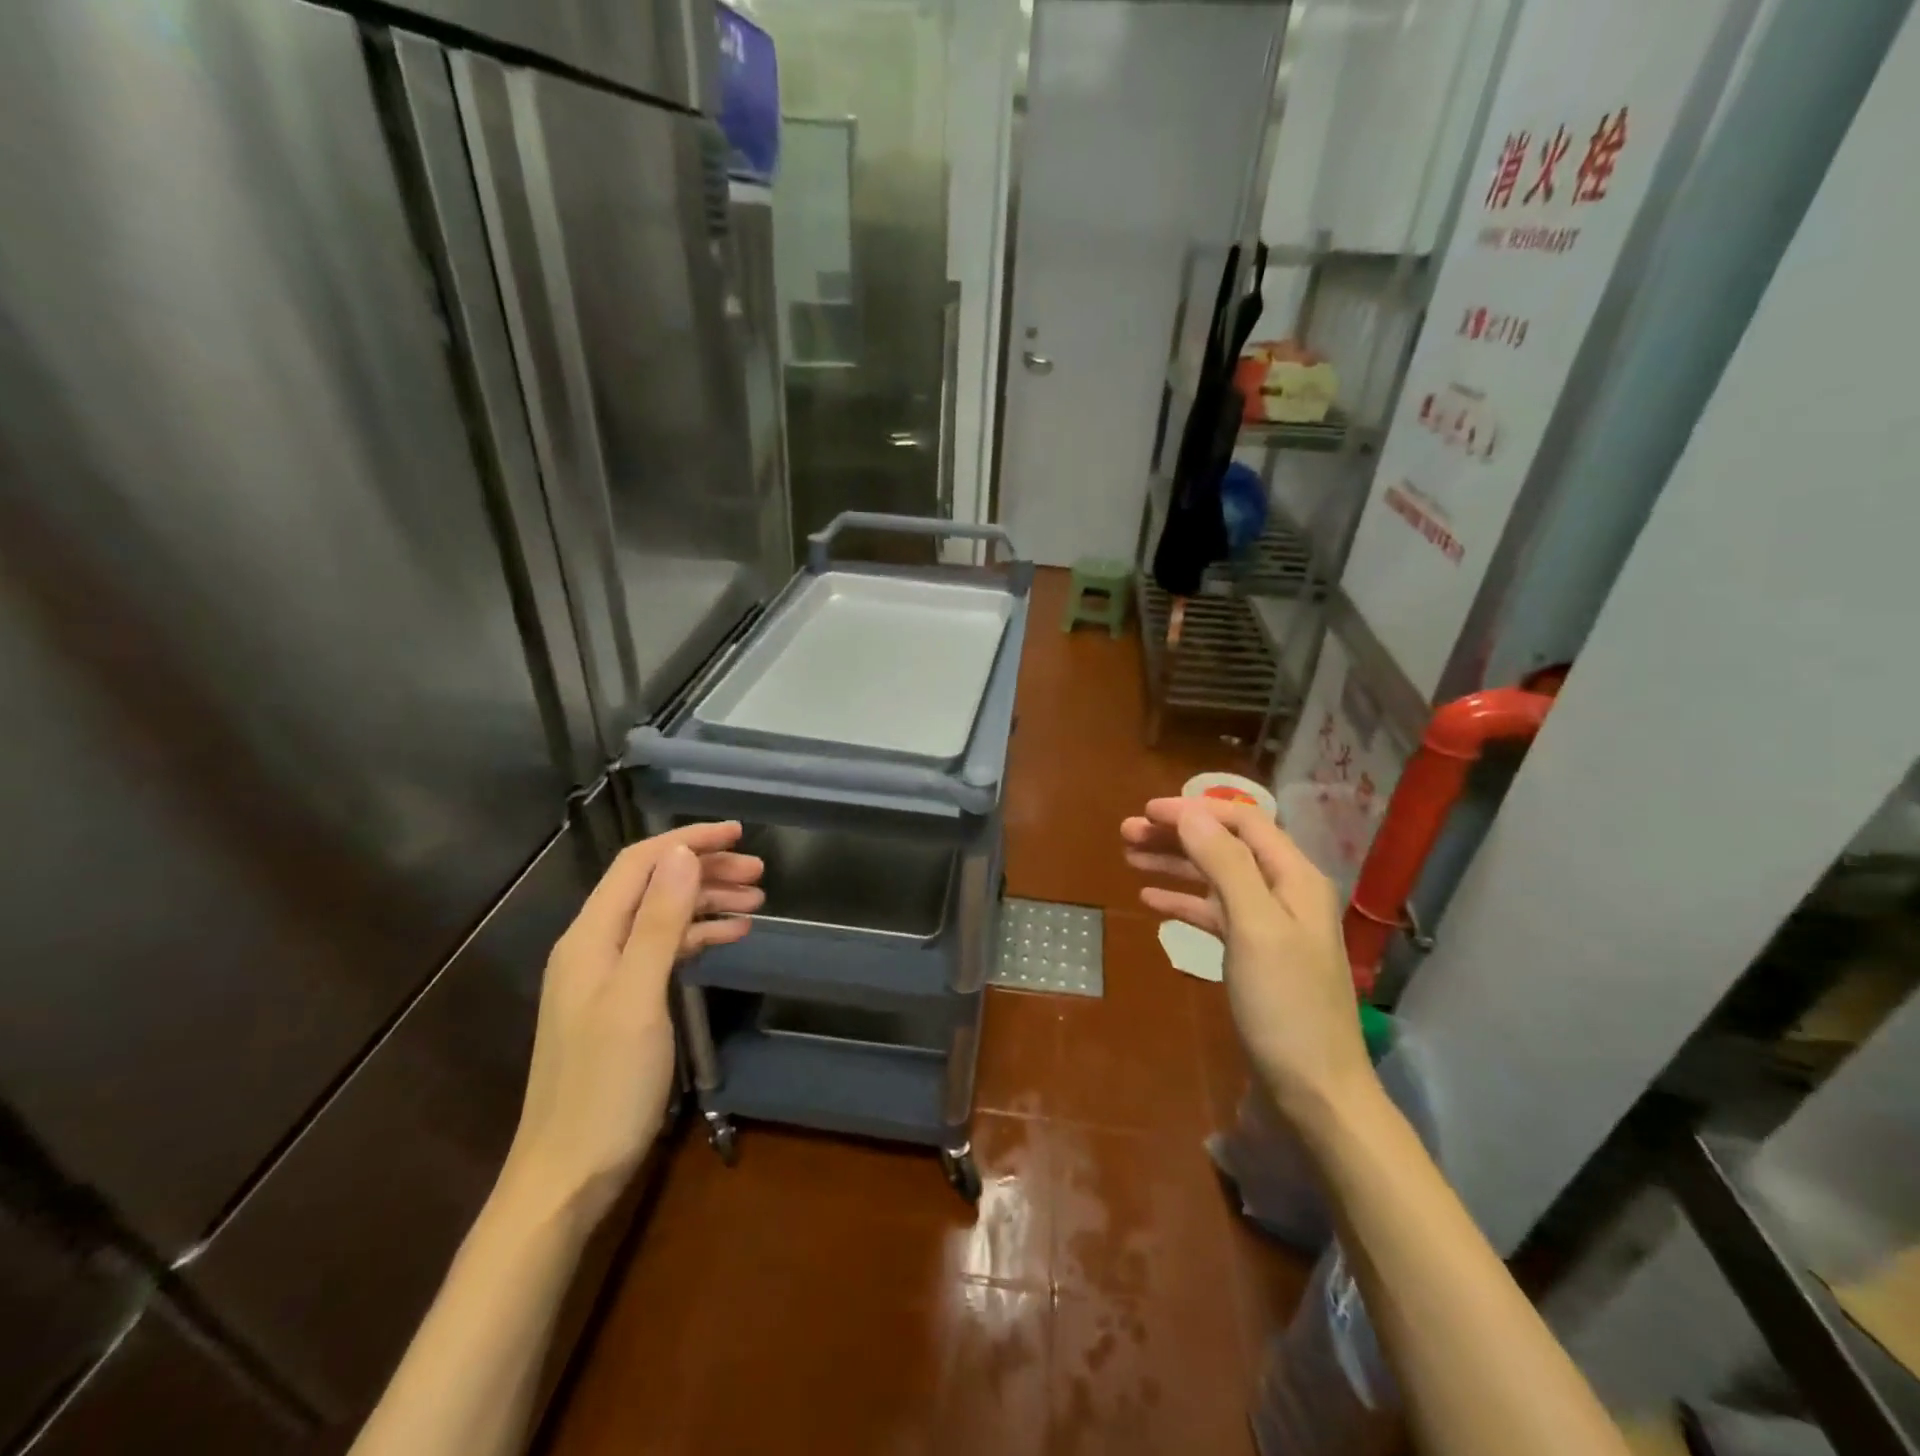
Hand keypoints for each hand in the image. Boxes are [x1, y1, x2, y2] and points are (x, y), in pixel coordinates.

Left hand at [500, 823, 762, 1225]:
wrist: (567, 1175)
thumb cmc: (606, 1085)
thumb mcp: (638, 998)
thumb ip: (659, 923)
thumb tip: (683, 855)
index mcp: (590, 937)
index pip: (640, 864)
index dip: (688, 840)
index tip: (738, 834)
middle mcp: (594, 946)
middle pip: (654, 886)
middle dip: (705, 870)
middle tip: (759, 873)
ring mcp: (607, 976)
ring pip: (662, 917)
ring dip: (707, 902)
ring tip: (757, 903)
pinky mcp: (622, 1002)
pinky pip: (663, 950)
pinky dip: (698, 937)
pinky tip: (731, 938)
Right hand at [1121, 797, 1372, 1120]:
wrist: (1314, 1091)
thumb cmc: (1286, 1005)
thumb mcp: (1255, 928)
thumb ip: (1225, 865)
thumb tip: (1191, 815)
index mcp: (1294, 878)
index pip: (1241, 823)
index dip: (1193, 812)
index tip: (1145, 812)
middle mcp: (1283, 893)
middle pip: (1224, 848)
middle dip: (1176, 836)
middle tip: (1125, 834)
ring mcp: (1268, 926)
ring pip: (1214, 879)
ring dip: (1174, 865)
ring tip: (1128, 858)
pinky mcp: (1253, 956)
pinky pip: (1213, 914)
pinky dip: (1182, 902)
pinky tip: (1151, 900)